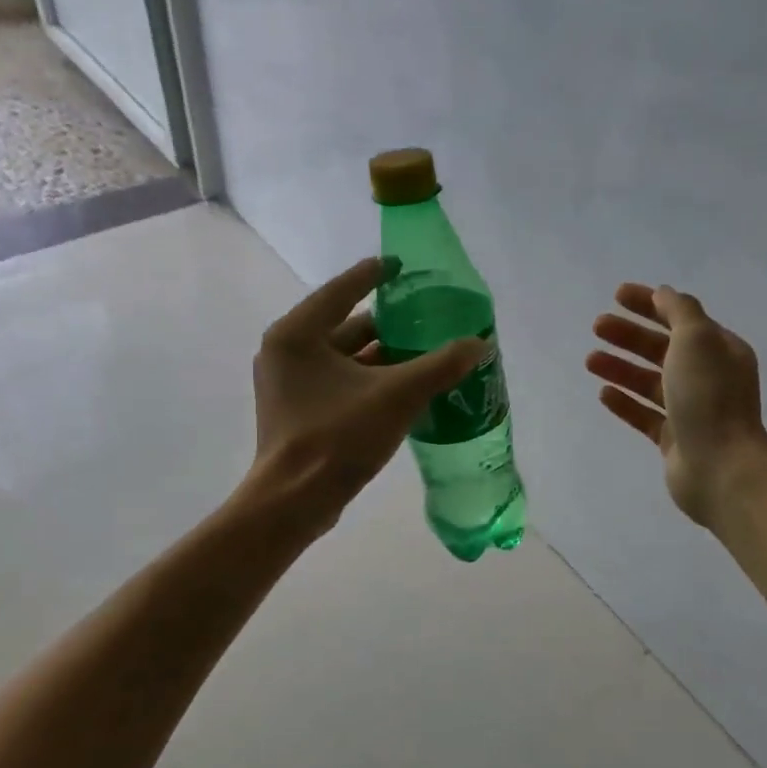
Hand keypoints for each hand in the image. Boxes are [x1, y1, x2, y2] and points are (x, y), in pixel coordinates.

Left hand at [251, 257, 483, 532]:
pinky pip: (340, 381)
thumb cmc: (338, 437)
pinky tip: (404, 386)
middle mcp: (287, 352)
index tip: (401, 266)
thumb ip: (440, 366)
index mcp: (298, 334)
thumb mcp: (397, 396)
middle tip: (425, 319)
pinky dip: (370, 379)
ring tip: (424, 352)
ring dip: (382, 355)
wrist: (296, 500)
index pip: (342, 290)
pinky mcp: (298, 411)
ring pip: (344, 357)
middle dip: (387, 324)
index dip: (375, 275)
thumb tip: (479, 344)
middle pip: (345, 325)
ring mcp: (289, 383)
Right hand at [587, 283, 766, 525]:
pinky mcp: (674, 440)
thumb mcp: (697, 339)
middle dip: (630, 336)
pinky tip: (603, 393)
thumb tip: (664, 294)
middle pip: (662, 349)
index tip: (617, 295)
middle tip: (597, 326)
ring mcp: (691, 411)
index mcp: (720, 350)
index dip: (649, 303)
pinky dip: (625, 402)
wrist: (721, 467)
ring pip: (650, 382)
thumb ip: (679, 311)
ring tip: (590, 360)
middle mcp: (708, 377)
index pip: (681, 317)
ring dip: (621, 368)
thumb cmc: (709, 397)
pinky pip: (645, 415)